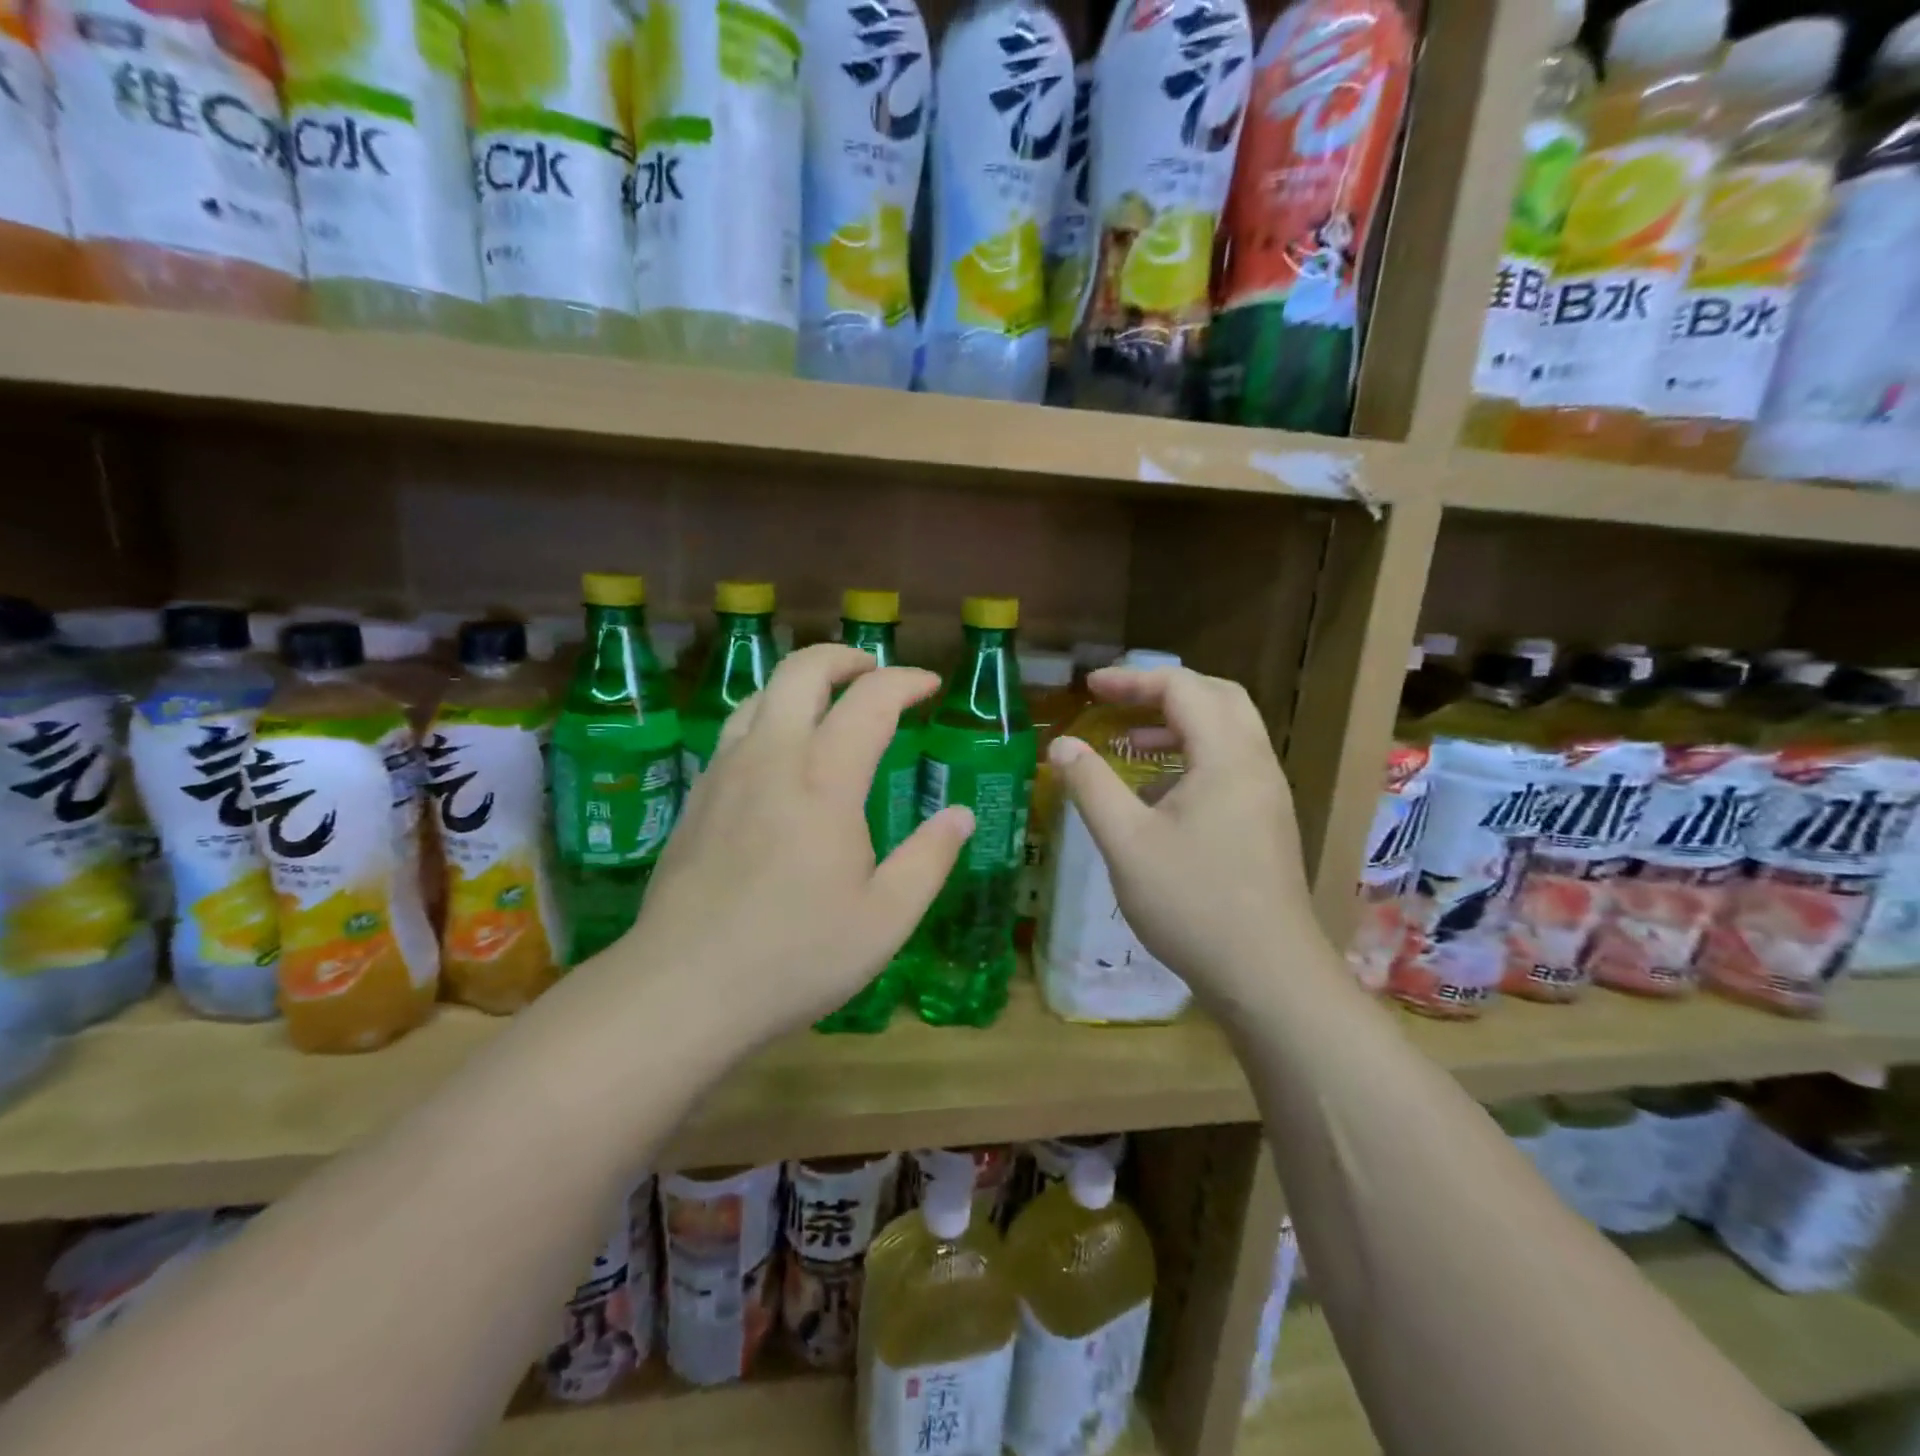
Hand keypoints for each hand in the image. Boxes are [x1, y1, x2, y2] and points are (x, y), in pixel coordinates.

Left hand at [618, 644, 972, 1042]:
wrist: (682, 988)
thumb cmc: (796, 956)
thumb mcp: (886, 919)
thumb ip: (930, 858)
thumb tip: (960, 814)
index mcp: (824, 780)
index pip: (870, 700)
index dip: (905, 681)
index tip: (930, 686)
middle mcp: (771, 758)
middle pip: (802, 671)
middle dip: (845, 657)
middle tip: (876, 673)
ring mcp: (725, 773)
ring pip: (760, 694)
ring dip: (802, 684)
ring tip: (830, 706)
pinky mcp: (697, 796)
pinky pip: (735, 730)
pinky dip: (769, 716)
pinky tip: (781, 757)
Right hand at [1047, 665, 1316, 1005]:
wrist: (1268, 976)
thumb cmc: (1193, 903)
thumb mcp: (1126, 842)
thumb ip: (1091, 786)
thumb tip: (1062, 745)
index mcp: (1227, 757)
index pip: (1183, 688)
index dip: (1133, 680)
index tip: (1089, 688)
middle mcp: (1256, 764)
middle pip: (1217, 697)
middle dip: (1163, 691)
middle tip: (1116, 702)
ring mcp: (1267, 795)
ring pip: (1228, 732)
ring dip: (1180, 724)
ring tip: (1132, 742)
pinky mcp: (1267, 823)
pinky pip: (1231, 765)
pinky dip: (1194, 757)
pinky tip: (1158, 795)